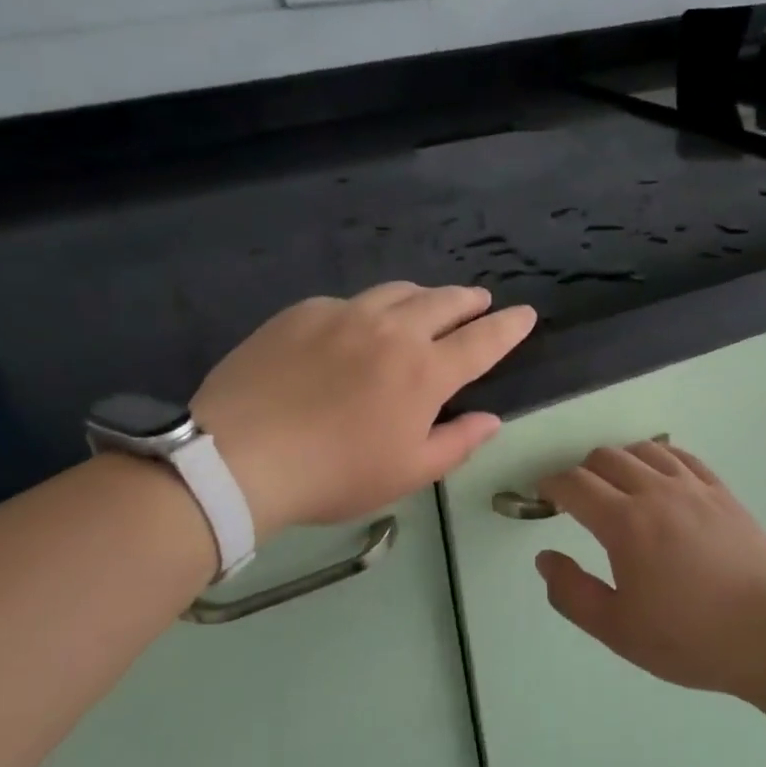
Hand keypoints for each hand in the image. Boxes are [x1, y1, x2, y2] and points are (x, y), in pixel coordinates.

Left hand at [194, 283, 535, 538]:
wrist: (240, 457)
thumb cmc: (335, 474)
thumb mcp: (408, 472)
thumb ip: (458, 443)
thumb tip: (491, 420)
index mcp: (425, 371)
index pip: (482, 340)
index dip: (509, 327)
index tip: (525, 314)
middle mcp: (391, 330)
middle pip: (443, 301)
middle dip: (468, 300)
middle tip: (479, 301)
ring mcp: (344, 314)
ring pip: (396, 291)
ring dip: (422, 296)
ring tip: (426, 305)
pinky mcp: (302, 313)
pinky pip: (347, 302)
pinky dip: (367, 310)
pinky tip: (355, 328)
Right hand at [534, 441, 765, 703]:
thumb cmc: (691, 638)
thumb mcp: (618, 630)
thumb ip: (572, 593)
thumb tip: (545, 558)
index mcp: (625, 524)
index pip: (574, 485)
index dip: (550, 485)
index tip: (542, 496)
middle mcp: (657, 492)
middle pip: (606, 457)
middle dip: (581, 472)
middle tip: (578, 500)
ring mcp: (694, 488)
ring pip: (644, 450)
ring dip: (619, 461)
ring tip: (617, 488)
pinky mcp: (723, 493)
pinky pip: (681, 457)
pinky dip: (659, 458)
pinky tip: (660, 479)